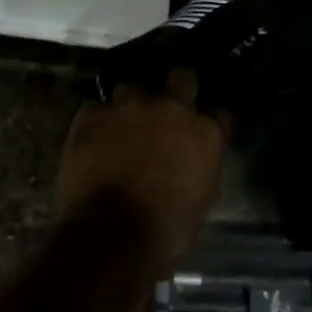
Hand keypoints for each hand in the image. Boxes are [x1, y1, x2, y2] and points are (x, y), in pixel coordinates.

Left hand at [56, 69, 223, 270]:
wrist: (113, 233)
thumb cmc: (169, 226)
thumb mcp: (204, 197)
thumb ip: (203, 164)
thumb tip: (197, 155)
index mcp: (205, 131)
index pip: (219, 112)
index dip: (211, 118)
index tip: (206, 126)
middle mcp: (171, 108)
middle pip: (181, 77)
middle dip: (178, 86)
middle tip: (169, 106)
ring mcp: (128, 107)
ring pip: (131, 88)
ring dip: (131, 103)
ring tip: (124, 123)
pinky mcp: (91, 116)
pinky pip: (96, 108)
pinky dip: (98, 120)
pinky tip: (94, 137)